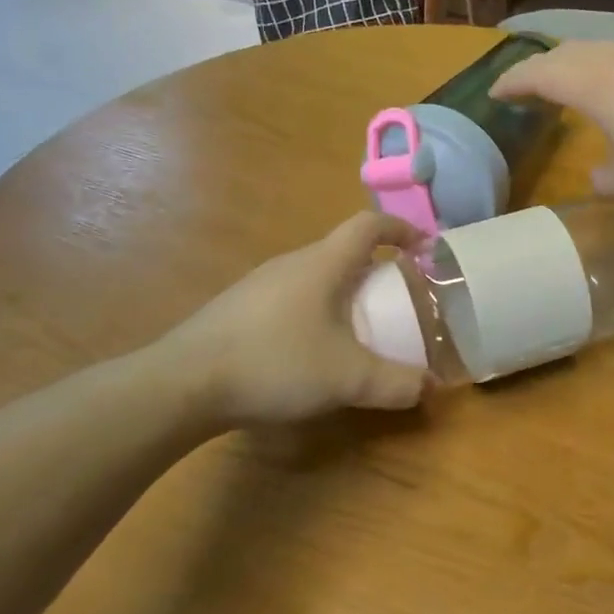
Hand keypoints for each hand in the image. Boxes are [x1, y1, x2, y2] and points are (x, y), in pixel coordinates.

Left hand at [169, 212, 431, 426]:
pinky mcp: (239, 308)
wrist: (184, 382)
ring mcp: (260, 284)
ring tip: (359, 326)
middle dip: (376, 268)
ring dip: (344, 290)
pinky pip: (291, 296)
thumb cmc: (276, 363)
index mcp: (323, 264)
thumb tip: (428, 387)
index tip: (424, 247)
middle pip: (342, 250)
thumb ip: (395, 383)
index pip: (369, 226)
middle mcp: (292, 263)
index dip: (401, 229)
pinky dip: (316, 309)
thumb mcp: (347, 379)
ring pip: (315, 274)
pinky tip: (311, 349)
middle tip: (397, 298)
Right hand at [492, 41, 613, 198]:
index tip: (495, 93)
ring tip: (576, 88)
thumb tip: (598, 175)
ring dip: (578, 67)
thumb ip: (604, 179)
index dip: (511, 83)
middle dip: (540, 70)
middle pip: (563, 54)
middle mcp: (612, 56)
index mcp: (588, 83)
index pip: (534, 75)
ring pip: (599, 50)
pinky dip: (612, 68)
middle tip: (529, 89)